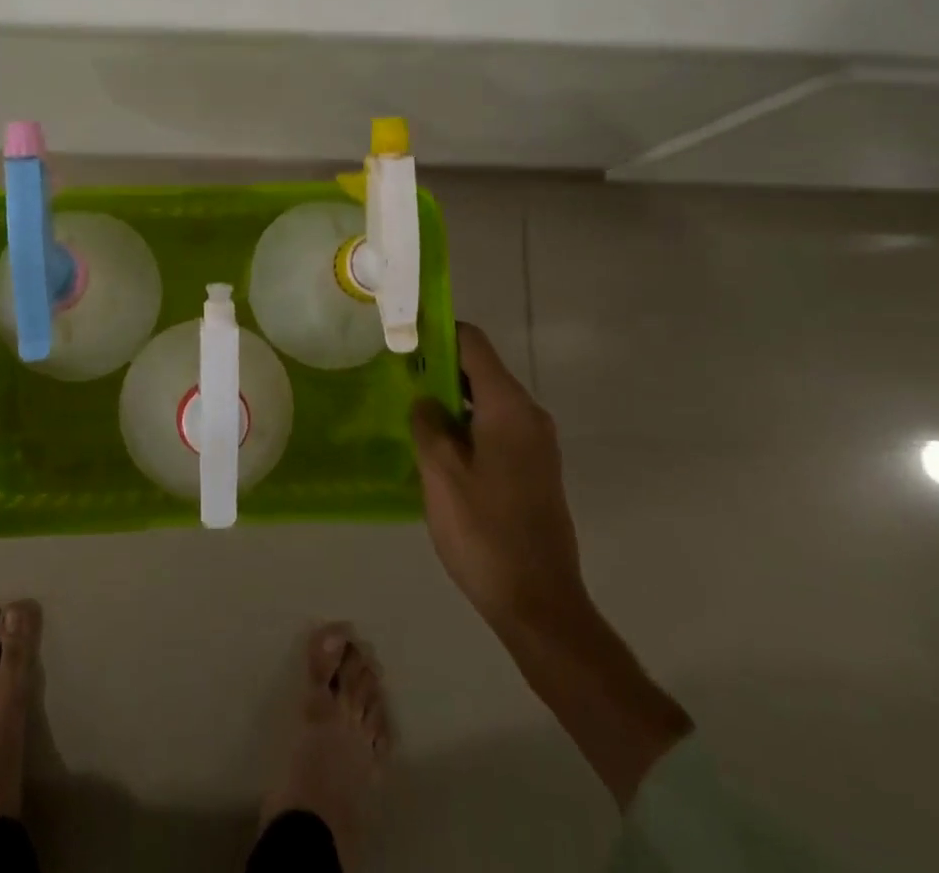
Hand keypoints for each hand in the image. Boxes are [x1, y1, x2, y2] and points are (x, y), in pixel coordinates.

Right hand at [410, 322, 690, 806]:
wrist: (540, 604)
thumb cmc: (484, 532)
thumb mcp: (440, 473)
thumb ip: (427, 424)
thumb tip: (425, 399)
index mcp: (508, 407)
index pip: (473, 343)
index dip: (438, 333)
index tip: (404, 339)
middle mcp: (529, 415)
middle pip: (482, 369)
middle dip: (440, 368)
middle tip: (398, 377)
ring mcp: (537, 444)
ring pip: (488, 400)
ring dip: (452, 399)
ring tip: (411, 411)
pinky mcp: (536, 469)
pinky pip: (497, 427)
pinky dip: (468, 424)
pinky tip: (438, 447)